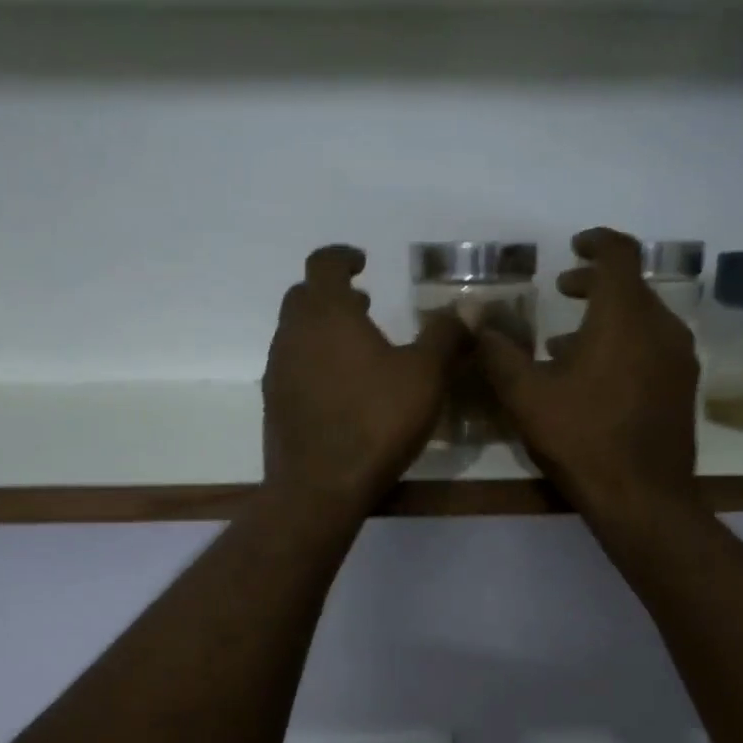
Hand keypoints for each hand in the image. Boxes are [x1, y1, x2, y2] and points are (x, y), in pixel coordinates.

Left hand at [262, 244, 467, 516]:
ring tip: (359, 348)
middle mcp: (293, 333)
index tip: (362, 261)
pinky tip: (342, 390)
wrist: (319, 486)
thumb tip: (468, 308)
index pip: (324, 263)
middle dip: (333, 294)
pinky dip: (315, 363)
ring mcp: (278, 370)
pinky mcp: (275, 405)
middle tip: (365, 304)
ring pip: (296, 334)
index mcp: (327, 313)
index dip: (343, 256)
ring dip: (324, 330)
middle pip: (304, 297)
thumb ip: (445, 336)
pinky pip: (294, 368)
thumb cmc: (375, 422)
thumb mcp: (425, 376)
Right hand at [478, 227, 699, 523]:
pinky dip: (625, 345)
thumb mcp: (527, 396)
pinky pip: (653, 348)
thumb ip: (499, 352)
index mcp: (625, 317)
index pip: (619, 255)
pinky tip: (595, 379)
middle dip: (595, 284)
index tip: (573, 246)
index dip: (596, 242)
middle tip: (563, 291)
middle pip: (631, 287)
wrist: (643, 498)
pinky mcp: (683, 388)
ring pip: (643, 320)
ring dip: (607, 319)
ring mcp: (679, 359)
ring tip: (566, 343)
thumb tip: (475, 318)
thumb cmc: (582, 439)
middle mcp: (661, 327)